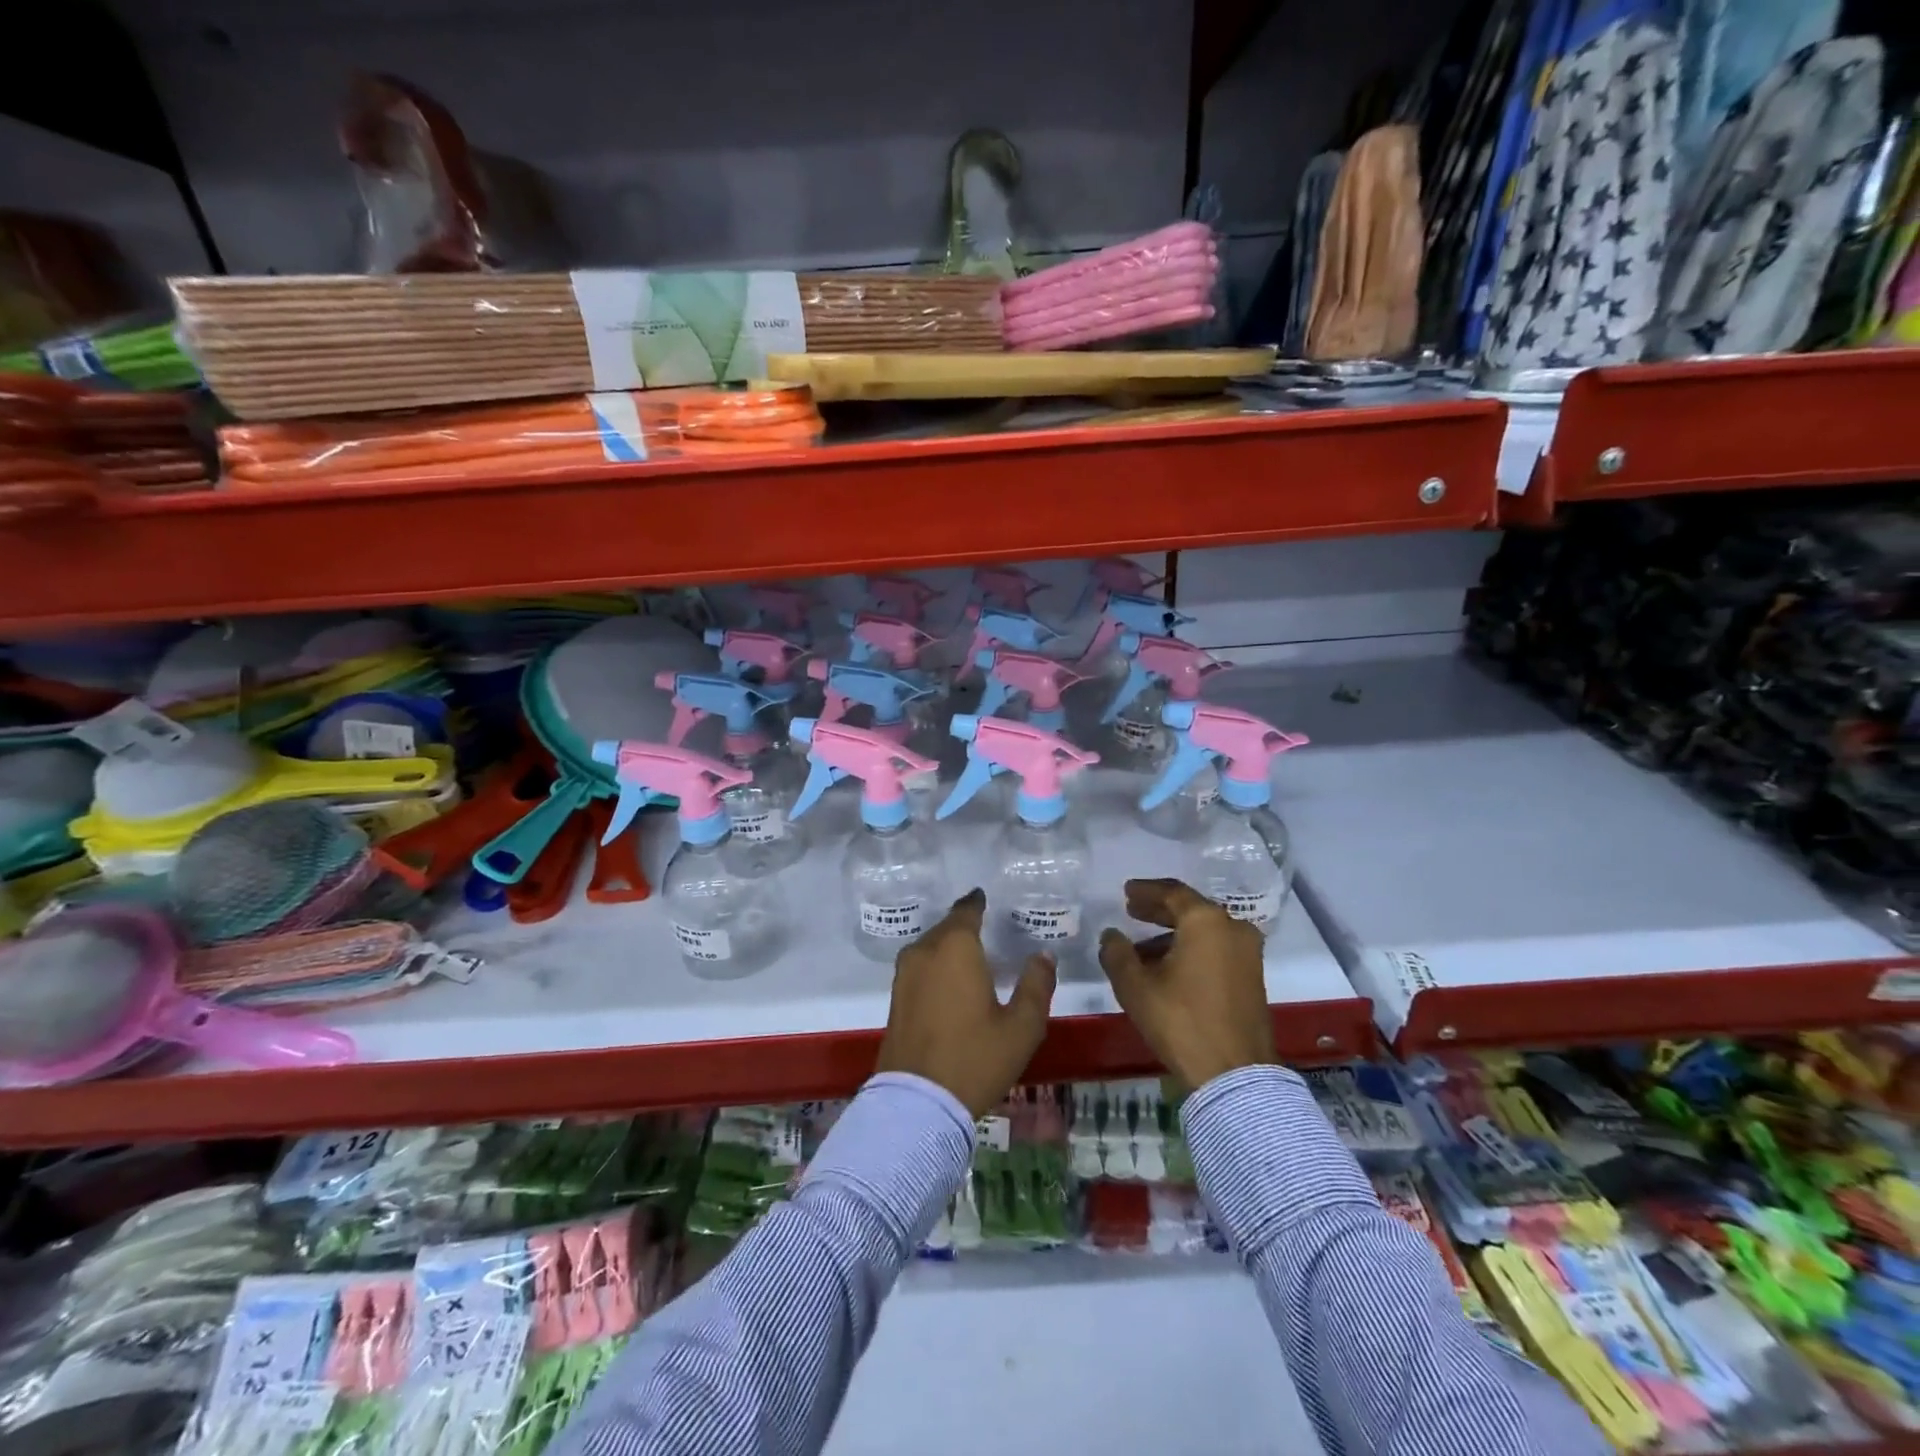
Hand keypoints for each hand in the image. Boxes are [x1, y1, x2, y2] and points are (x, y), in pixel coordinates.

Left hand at [874, 889, 1055, 1116]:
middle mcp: (925, 951)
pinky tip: (952, 981)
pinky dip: (937, 965)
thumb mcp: (1021, 1027)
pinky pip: (921, 966)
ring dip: (950, 946)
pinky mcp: (895, 996)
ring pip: (931, 946)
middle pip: (948, 927)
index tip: (987, 898)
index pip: (967, 910)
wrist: (916, 1102)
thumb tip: (1042, 955)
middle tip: (989, 928)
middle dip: (966, 925)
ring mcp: (905, 974)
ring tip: (973, 955)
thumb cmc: (974, 1058)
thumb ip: (1036, 986)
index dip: (978, 902)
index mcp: (956, 947)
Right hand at [1098, 878, 1273, 1089]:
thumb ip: (1117, 953)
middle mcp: (1233, 928)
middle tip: (1132, 912)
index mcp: (1206, 921)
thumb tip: (1111, 935)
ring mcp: (1248, 954)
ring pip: (1204, 932)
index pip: (1172, 892)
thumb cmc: (1181, 1020)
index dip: (1145, 891)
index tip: (1126, 892)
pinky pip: (1216, 949)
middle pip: (1191, 909)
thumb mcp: (1135, 986)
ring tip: (1141, 949)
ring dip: (1173, 935)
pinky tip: (1167, 968)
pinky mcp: (1253, 977)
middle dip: (1159, 911)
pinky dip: (1191, 950)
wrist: (1234, 1074)